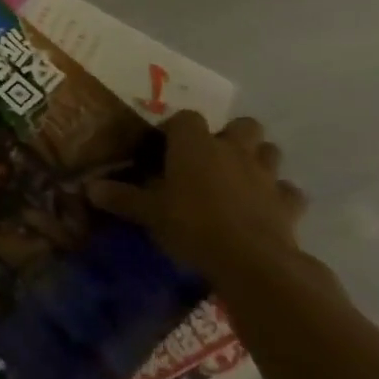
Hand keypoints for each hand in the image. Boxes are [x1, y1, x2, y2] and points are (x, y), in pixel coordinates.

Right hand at [89, 112, 306, 281]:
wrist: (252, 261)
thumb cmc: (192, 224)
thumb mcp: (148, 212)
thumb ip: (121, 197)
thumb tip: (89, 188)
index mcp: (195, 144)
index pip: (186, 117)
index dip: (176, 129)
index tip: (165, 147)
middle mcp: (233, 151)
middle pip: (243, 125)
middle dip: (232, 135)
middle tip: (212, 157)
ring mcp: (265, 176)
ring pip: (271, 152)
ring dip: (259, 160)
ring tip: (240, 178)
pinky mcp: (288, 204)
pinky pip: (289, 192)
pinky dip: (280, 196)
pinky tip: (267, 208)